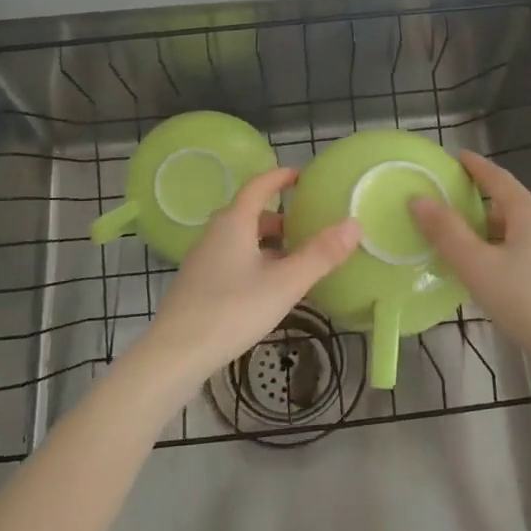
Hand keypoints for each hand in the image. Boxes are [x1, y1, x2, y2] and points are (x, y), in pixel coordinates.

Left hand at [134, 168, 360, 388]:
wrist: (176, 354)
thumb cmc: (232, 310)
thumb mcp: (284, 283)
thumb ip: (320, 255)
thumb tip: (354, 223)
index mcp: (234, 223)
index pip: (258, 187)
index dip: (279, 178)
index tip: (300, 176)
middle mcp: (215, 234)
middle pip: (248, 214)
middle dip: (278, 216)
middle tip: (307, 225)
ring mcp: (203, 260)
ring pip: (239, 239)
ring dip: (266, 242)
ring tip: (294, 258)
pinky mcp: (198, 285)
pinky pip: (231, 260)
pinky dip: (254, 261)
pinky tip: (267, 287)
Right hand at [410, 151, 530, 380]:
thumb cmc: (528, 302)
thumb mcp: (478, 267)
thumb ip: (447, 233)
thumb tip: (419, 199)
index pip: (498, 178)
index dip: (475, 166)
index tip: (456, 157)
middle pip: (510, 205)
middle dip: (480, 205)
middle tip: (449, 210)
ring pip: (521, 233)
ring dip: (493, 234)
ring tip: (466, 248)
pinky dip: (508, 255)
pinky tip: (496, 279)